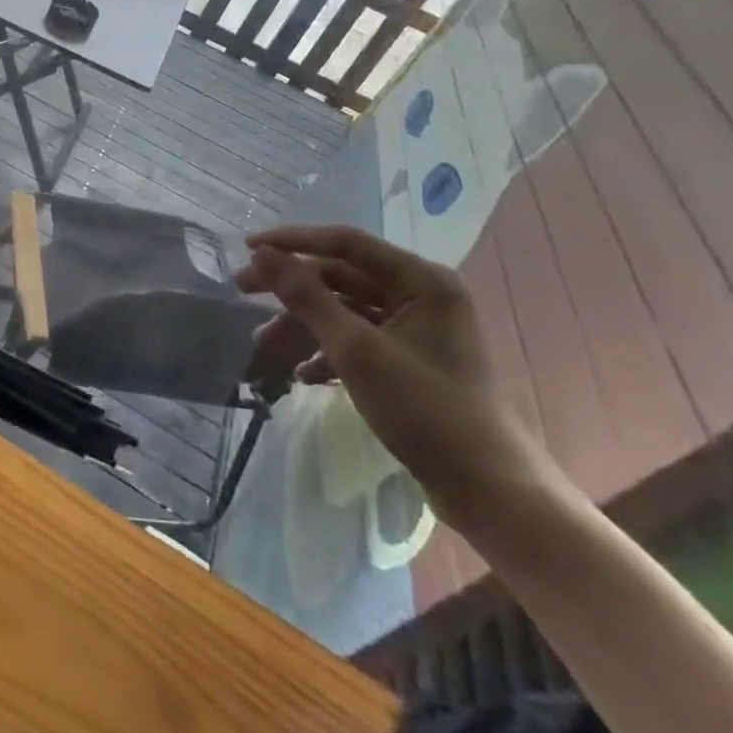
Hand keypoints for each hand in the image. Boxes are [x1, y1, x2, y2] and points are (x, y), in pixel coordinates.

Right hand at [238, 224, 553, 531]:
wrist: (489, 491)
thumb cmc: (425, 410)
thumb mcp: (356, 350)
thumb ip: (307, 297)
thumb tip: (263, 254)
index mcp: (421, 281)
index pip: (345, 243)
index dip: (293, 242)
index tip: (247, 249)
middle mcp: (422, 295)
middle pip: (341, 276)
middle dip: (292, 289)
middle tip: (243, 292)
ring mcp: (418, 329)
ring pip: (346, 310)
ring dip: (304, 325)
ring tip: (265, 347)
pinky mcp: (412, 360)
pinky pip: (359, 339)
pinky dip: (327, 351)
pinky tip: (302, 375)